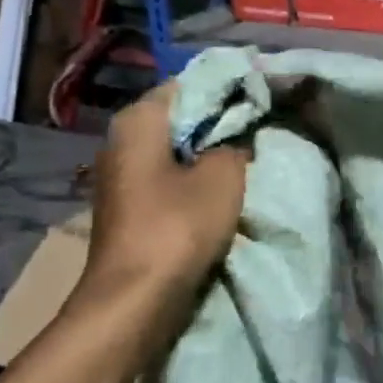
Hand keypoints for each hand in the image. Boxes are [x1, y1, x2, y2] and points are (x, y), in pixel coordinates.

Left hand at [82, 83, 247, 298]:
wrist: (136, 297)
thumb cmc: (178, 225)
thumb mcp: (224, 176)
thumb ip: (235, 146)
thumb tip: (237, 138)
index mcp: (138, 121)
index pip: (188, 85)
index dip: (226, 88)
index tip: (260, 96)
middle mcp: (121, 142)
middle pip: (180, 118)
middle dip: (219, 121)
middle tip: (261, 126)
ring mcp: (122, 177)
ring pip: (176, 150)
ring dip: (209, 153)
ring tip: (249, 156)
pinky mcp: (131, 207)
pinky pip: (169, 179)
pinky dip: (195, 178)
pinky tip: (224, 189)